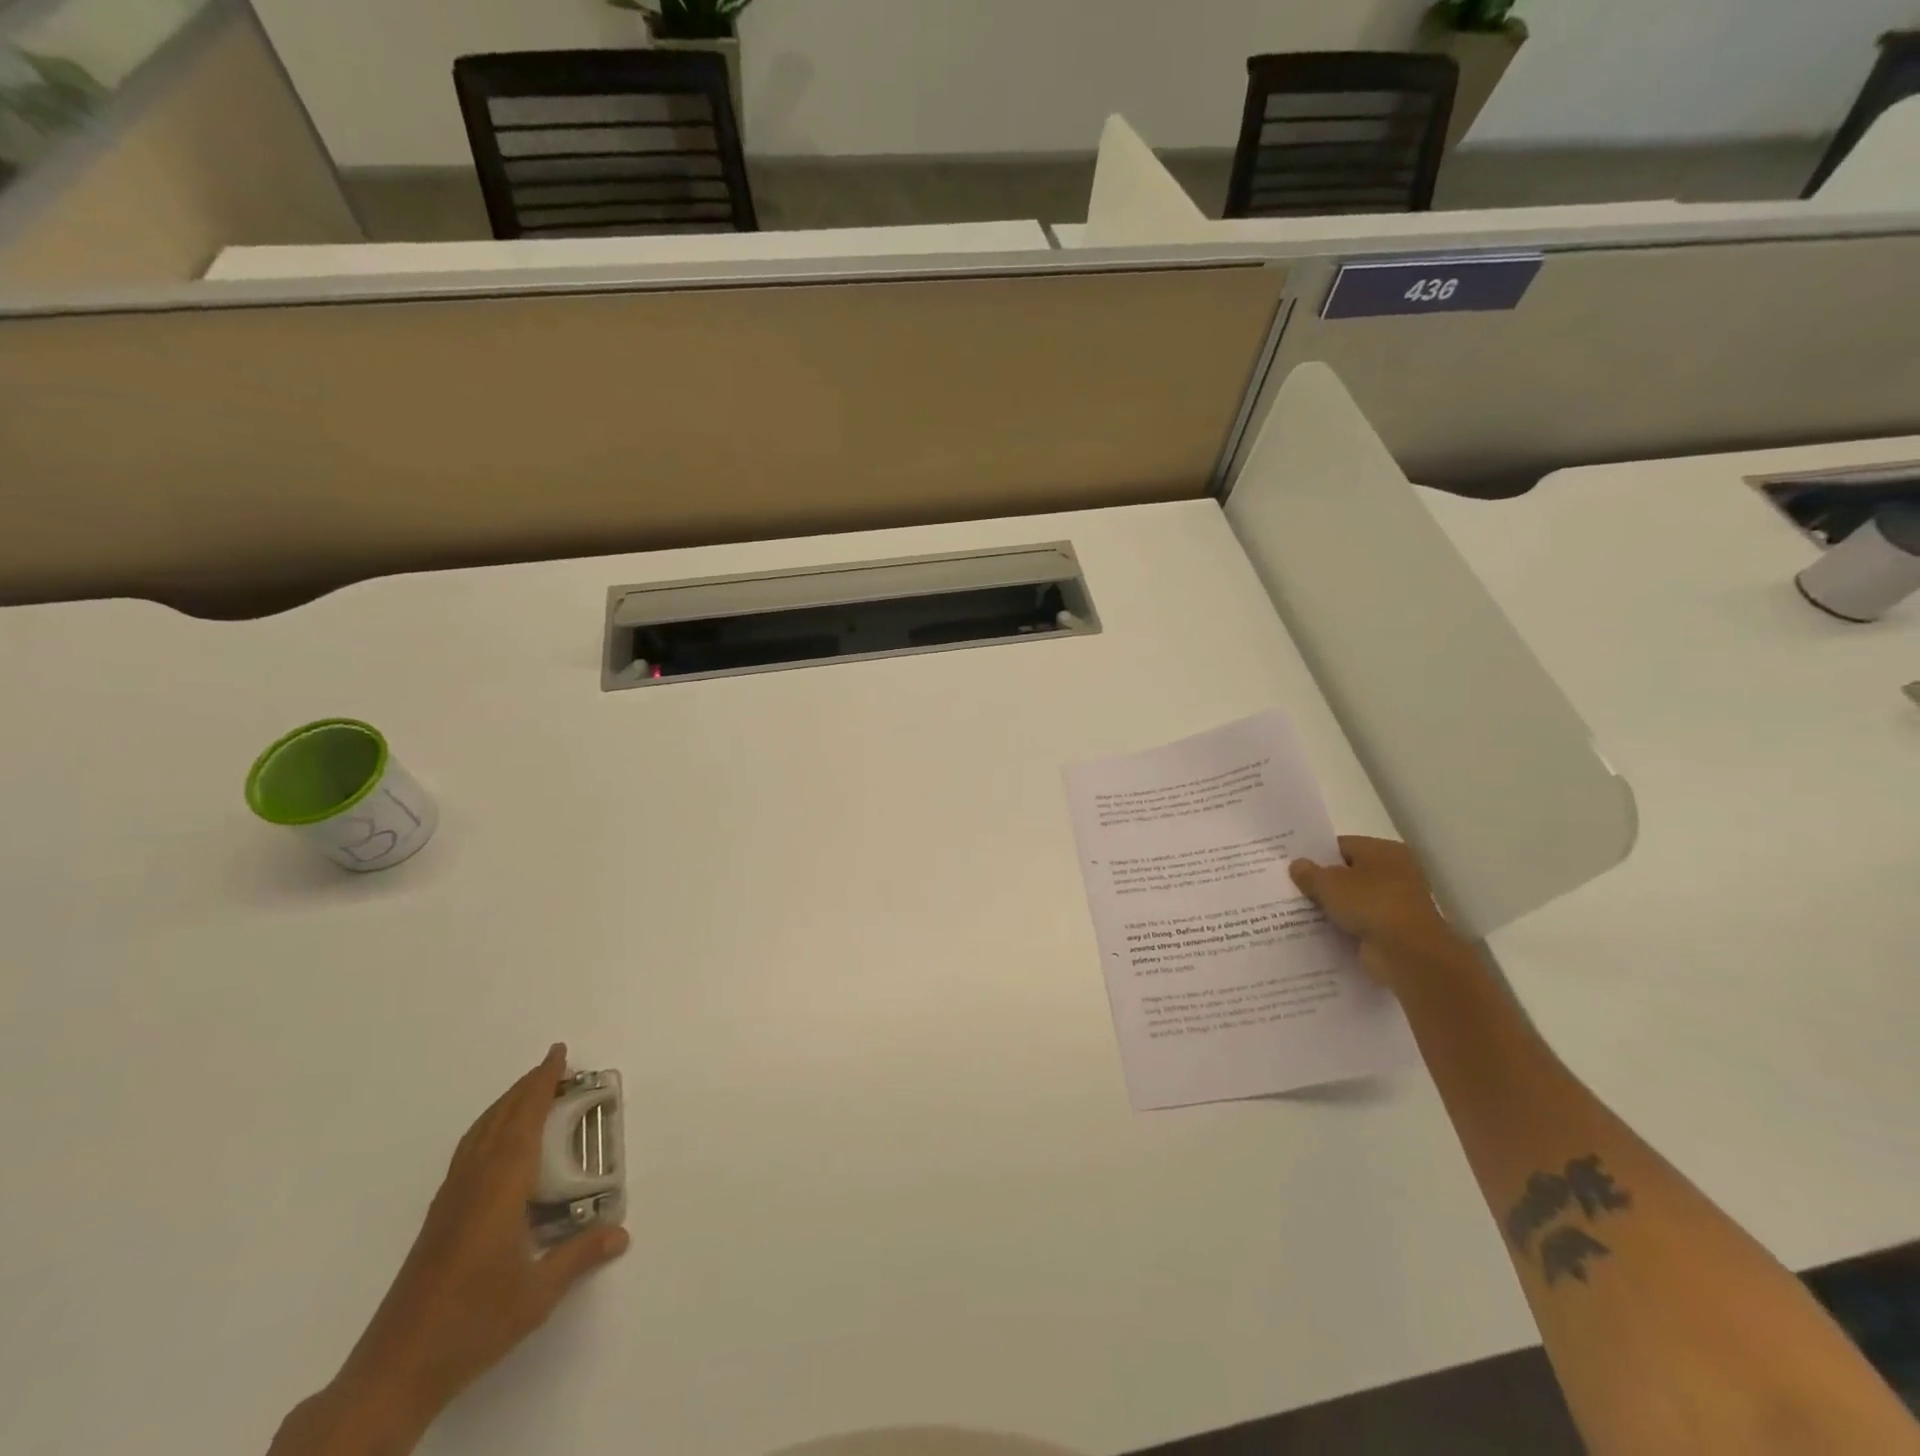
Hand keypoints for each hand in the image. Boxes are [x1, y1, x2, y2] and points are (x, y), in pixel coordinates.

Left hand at [270, 1045, 628, 1455]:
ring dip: (505, 1105)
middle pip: (500, 1120)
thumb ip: (580, 1256)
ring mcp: (450, 1201)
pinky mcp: (438, 1220)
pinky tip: (497, 1144)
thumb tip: (622, 1232)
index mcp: (499, 1189)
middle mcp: (472, 1184)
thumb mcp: (538, 1294)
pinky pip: (467, 1153)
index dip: (542, 1085)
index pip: (525, 1122)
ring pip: (479, 1135)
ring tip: (528, 1092)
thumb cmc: (472, 1324)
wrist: (394, 1371)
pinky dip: (487, 1129)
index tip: (558, 1054)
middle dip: (526, 1087)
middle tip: (553, 1065)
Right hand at [1290, 837, 1466, 992]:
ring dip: (1333, 906)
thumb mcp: (1328, 883)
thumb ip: (1309, 873)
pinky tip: (1319, 930)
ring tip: (1299, 910)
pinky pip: (1362, 922)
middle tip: (1291, 888)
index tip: (1293, 866)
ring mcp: (1397, 902)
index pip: (1342, 846)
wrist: (1407, 952)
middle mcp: (1396, 872)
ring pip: (1354, 899)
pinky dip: (1345, 926)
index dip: (1316, 856)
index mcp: (1384, 850)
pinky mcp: (1395, 930)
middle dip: (1323, 883)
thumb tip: (1297, 865)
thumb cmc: (1370, 903)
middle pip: (1349, 873)